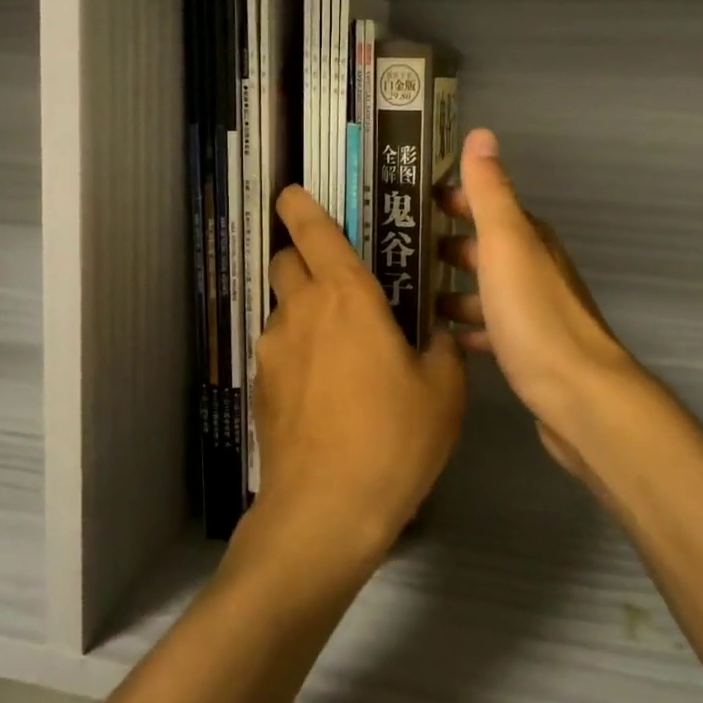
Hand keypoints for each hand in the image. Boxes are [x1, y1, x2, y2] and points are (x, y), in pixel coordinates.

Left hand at [249, 184, 466, 564]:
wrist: (325, 510)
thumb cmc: (393, 439)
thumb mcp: (443, 392)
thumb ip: (442, 351)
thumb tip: (438, 339)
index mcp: (346, 297)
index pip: (313, 232)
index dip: (300, 205)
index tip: (292, 192)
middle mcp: (301, 312)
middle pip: (287, 262)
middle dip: (303, 257)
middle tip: (338, 279)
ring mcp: (274, 350)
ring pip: (283, 309)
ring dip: (305, 311)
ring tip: (340, 347)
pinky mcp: (260, 387)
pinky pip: (281, 351)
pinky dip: (299, 353)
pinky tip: (325, 391)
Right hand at [436, 129, 645, 478]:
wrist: (578, 396)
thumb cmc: (534, 315)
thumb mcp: (506, 244)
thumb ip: (490, 192)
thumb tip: (481, 134)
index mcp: (527, 239)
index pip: (484, 205)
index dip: (449, 200)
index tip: (406, 201)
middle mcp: (532, 269)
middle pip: (481, 248)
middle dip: (442, 245)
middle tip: (393, 250)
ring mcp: (530, 311)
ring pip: (483, 289)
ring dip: (450, 288)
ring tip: (405, 294)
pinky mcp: (526, 349)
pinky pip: (487, 328)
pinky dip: (464, 326)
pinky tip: (439, 337)